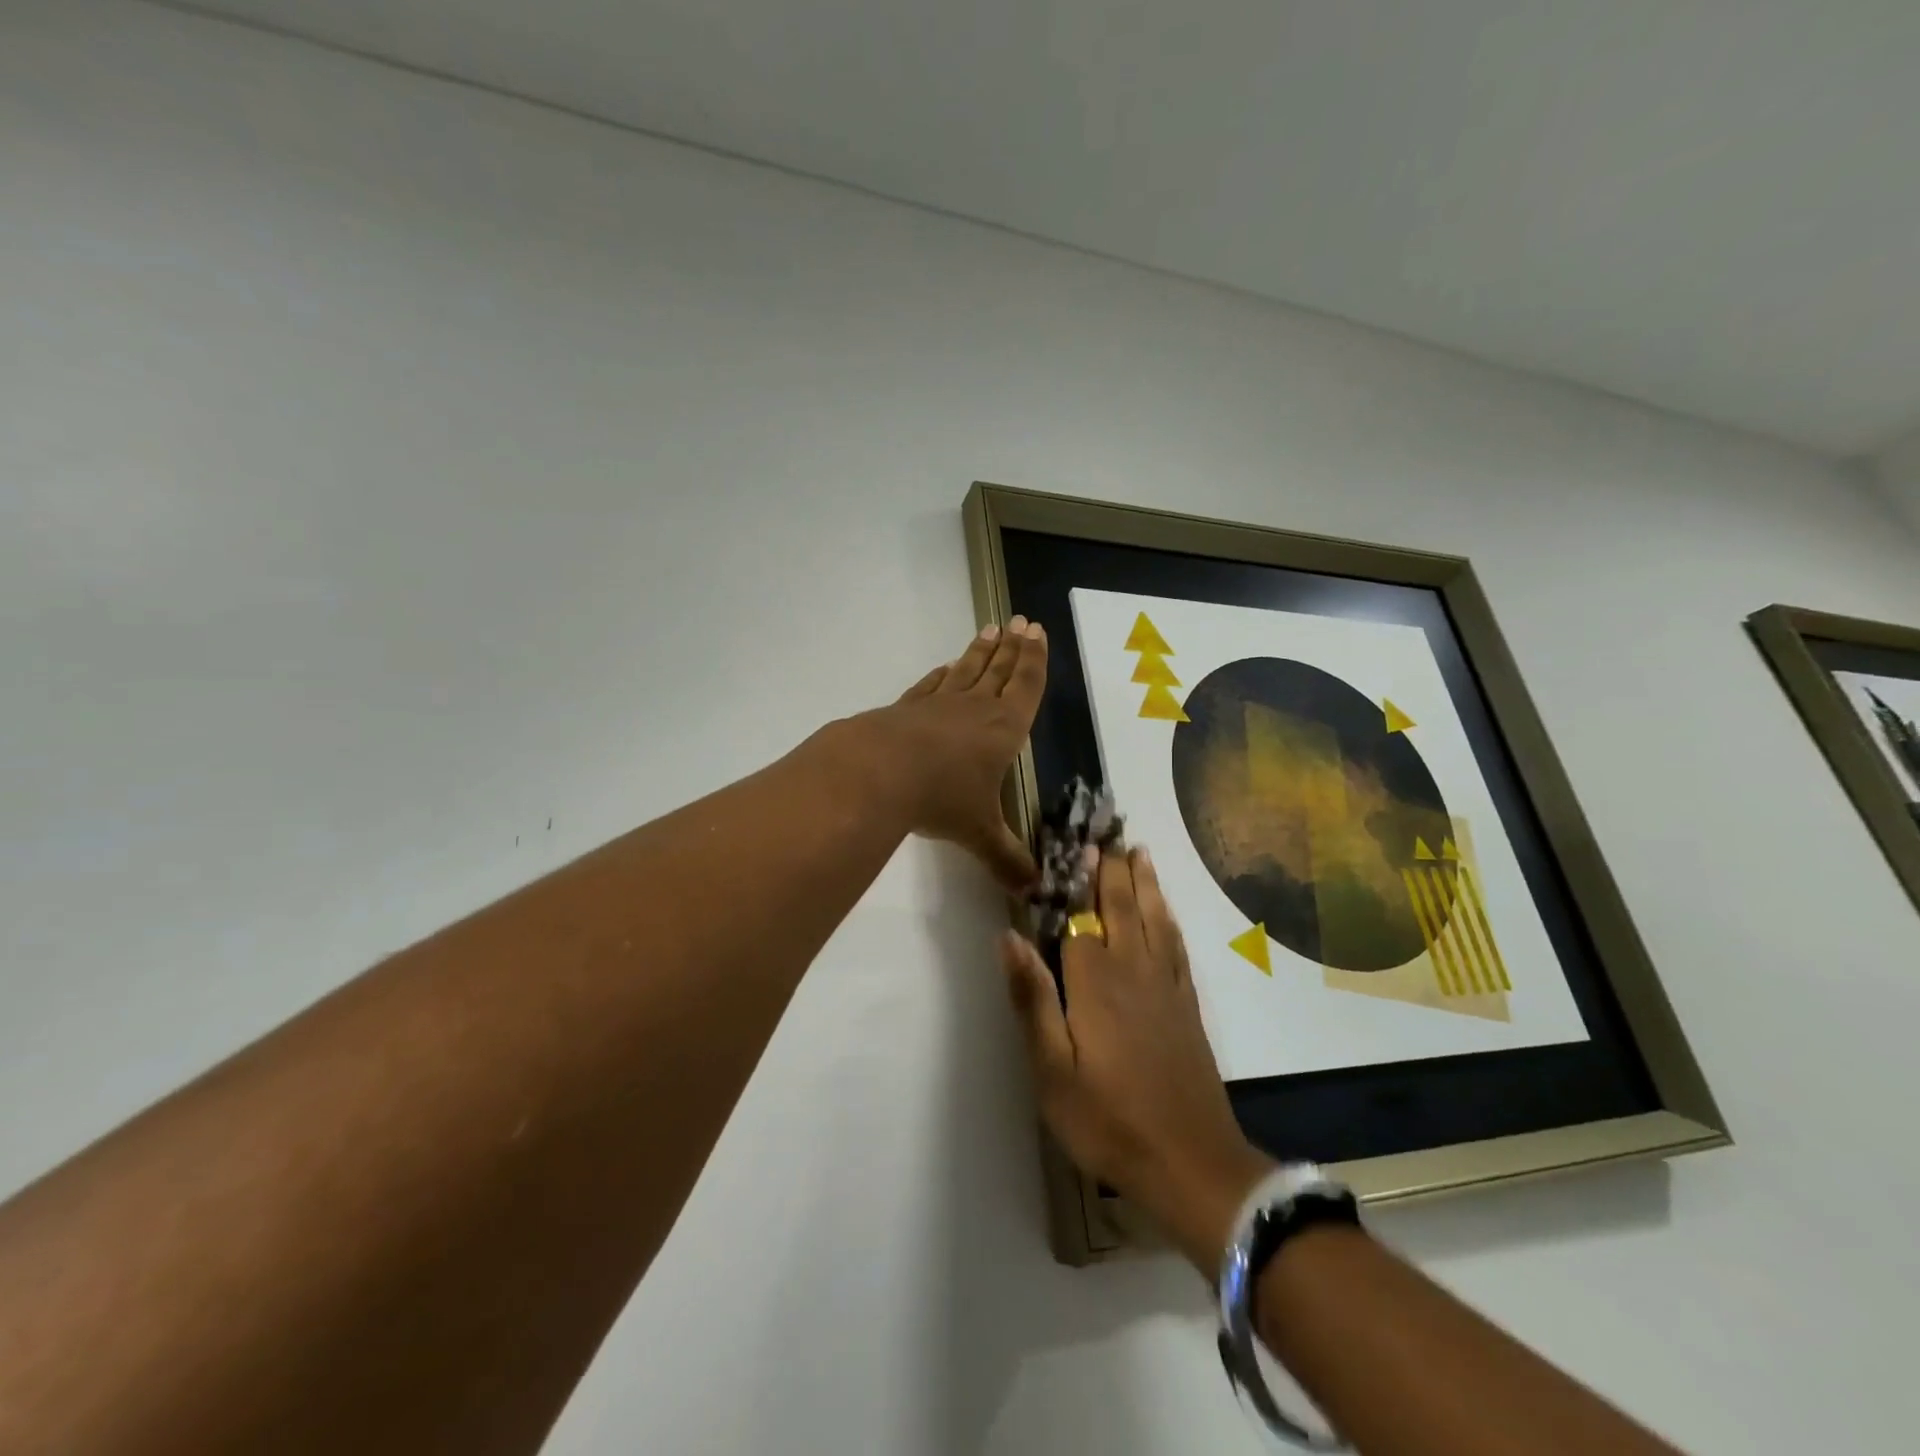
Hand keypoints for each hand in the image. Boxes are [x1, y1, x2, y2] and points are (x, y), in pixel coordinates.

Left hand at [858, 617, 1048, 890]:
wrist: (877, 772)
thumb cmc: (941, 798)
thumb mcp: (979, 833)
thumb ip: (1006, 859)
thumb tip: (1033, 891)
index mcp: (1002, 730)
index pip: (1025, 687)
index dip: (1034, 661)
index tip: (1036, 631)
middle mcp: (973, 709)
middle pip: (998, 670)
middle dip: (1012, 648)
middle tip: (1019, 621)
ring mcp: (936, 705)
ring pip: (965, 671)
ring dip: (979, 652)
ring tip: (989, 631)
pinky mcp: (905, 710)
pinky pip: (930, 686)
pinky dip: (940, 675)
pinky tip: (944, 668)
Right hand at [1001, 846, 1271, 1271]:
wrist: (1192, 1164)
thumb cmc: (1110, 1120)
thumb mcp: (1052, 1070)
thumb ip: (1032, 999)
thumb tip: (1008, 937)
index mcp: (1096, 981)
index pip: (1079, 915)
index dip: (1072, 880)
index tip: (1069, 843)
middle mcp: (1133, 970)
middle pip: (1120, 907)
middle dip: (1112, 869)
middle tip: (1107, 833)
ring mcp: (1166, 985)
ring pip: (1153, 918)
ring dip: (1144, 883)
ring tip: (1138, 851)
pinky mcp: (1186, 1004)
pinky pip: (1176, 945)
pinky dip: (1168, 918)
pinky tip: (1165, 910)